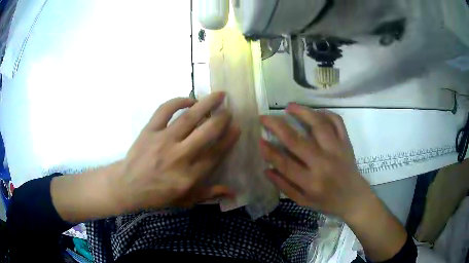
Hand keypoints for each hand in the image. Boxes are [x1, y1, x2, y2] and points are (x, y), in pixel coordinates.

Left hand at [113, 92, 239, 211]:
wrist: (128, 186)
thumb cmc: (158, 195)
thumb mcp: (185, 200)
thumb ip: (209, 194)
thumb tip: (232, 192)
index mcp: (189, 176)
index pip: (215, 154)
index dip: (229, 140)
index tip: (237, 128)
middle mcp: (179, 156)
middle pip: (206, 133)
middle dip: (221, 119)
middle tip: (229, 110)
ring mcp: (163, 141)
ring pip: (189, 118)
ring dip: (206, 104)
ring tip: (219, 94)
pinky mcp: (150, 130)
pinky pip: (164, 110)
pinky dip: (178, 101)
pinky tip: (189, 100)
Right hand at [259, 103, 372, 219]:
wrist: (354, 198)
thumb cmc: (327, 202)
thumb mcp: (303, 201)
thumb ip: (284, 186)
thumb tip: (266, 169)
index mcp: (311, 182)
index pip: (285, 163)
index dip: (270, 151)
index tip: (259, 140)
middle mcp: (324, 164)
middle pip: (297, 141)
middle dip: (277, 126)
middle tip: (265, 118)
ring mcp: (337, 150)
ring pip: (319, 125)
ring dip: (302, 112)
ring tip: (289, 106)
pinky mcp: (346, 143)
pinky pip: (337, 122)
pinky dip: (326, 113)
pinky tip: (315, 112)